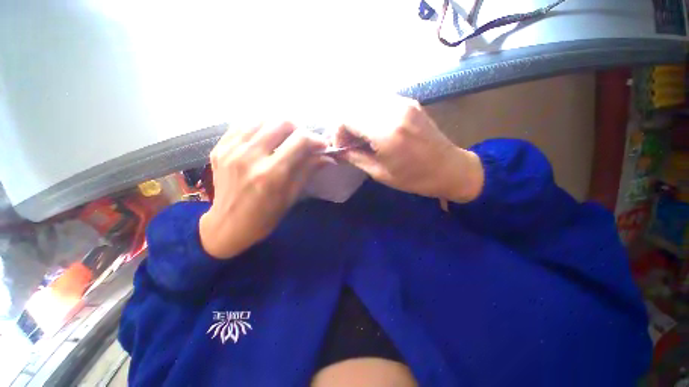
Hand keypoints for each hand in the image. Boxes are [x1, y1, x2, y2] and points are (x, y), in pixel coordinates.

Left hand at [199, 122, 327, 258]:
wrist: (227, 226)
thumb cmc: (265, 217)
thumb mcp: (291, 197)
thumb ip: (308, 171)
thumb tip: (327, 156)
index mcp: (272, 174)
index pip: (300, 141)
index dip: (316, 139)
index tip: (322, 145)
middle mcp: (250, 157)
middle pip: (281, 123)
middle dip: (299, 129)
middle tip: (303, 142)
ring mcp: (231, 150)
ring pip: (261, 119)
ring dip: (278, 126)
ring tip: (284, 139)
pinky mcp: (219, 148)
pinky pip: (242, 125)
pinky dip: (259, 128)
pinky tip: (264, 138)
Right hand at [335, 96, 483, 202]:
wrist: (450, 169)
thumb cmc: (414, 178)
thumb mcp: (379, 173)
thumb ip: (355, 157)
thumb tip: (337, 151)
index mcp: (387, 132)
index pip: (347, 118)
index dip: (337, 132)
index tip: (341, 147)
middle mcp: (394, 110)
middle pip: (354, 107)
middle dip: (345, 125)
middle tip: (349, 143)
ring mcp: (403, 102)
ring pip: (365, 101)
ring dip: (357, 118)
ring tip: (360, 137)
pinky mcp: (409, 102)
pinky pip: (379, 102)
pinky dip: (369, 114)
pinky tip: (374, 129)